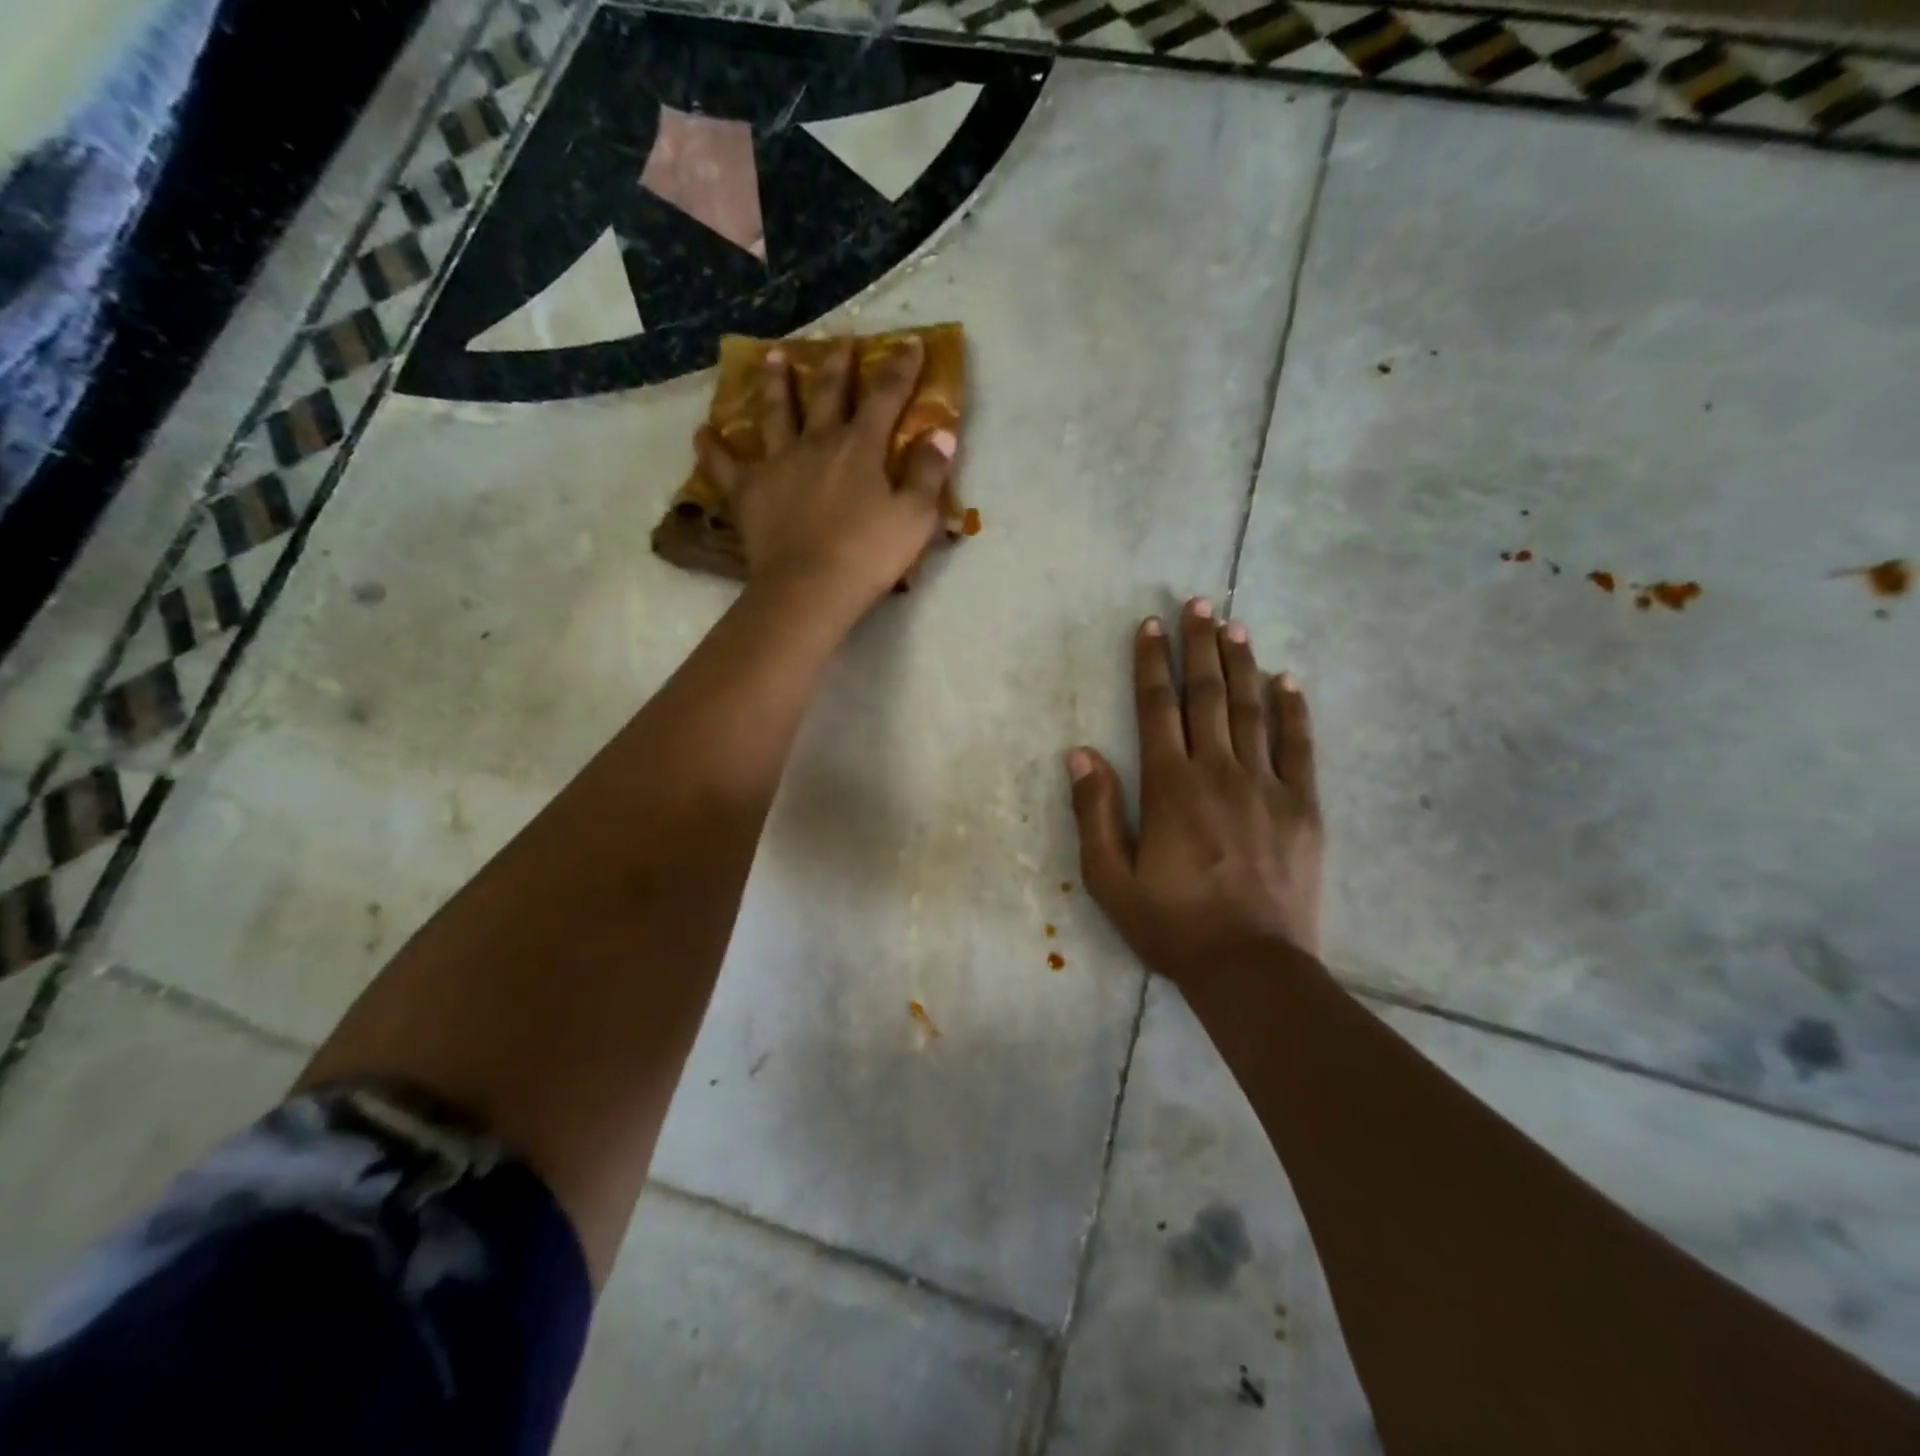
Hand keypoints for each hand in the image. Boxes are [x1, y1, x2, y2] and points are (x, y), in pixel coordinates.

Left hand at [695, 337, 956, 621]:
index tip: (910, 343)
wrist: (810, 587)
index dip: (900, 368)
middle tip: (840, 341)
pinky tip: (702, 433)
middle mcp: (816, 443)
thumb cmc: (869, 555)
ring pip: (774, 413)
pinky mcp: (747, 491)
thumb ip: (929, 473)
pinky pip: (724, 465)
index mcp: (860, 447)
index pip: (886, 397)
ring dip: (775, 383)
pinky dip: (712, 448)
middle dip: (837, 365)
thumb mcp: (915, 517)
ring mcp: (777, 463)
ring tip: (772, 357)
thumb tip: (941, 433)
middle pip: (827, 394)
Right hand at [1067, 599, 1323, 985]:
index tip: (1150, 626)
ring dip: (1241, 664)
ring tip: (1234, 626)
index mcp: (1170, 787)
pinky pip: (1299, 746)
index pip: (1157, 710)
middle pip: (1206, 697)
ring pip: (1251, 710)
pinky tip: (1287, 680)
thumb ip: (1095, 812)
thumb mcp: (1109, 878)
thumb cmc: (1172, 925)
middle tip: (1198, 604)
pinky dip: (1292, 709)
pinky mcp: (1303, 806)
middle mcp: (1218, 772)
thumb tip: (1081, 753)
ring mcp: (1267, 786)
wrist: (1250, 968)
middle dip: (1199, 647)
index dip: (1151, 664)